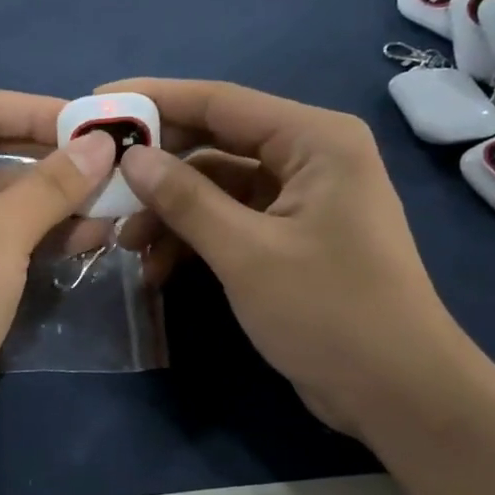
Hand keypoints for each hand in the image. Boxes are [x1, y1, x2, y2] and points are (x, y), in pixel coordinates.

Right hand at [105, 78, 465, 440]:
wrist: (397, 393)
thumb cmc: (330, 312)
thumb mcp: (247, 253)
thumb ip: (186, 200)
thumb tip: (131, 158)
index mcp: (314, 140)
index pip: (220, 102)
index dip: (155, 101)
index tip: (97, 105)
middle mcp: (309, 156)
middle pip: (215, 142)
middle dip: (158, 167)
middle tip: (100, 181)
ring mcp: (300, 199)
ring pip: (217, 187)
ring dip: (170, 211)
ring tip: (123, 242)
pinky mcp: (290, 237)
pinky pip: (230, 220)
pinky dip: (194, 238)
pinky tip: (157, 268)